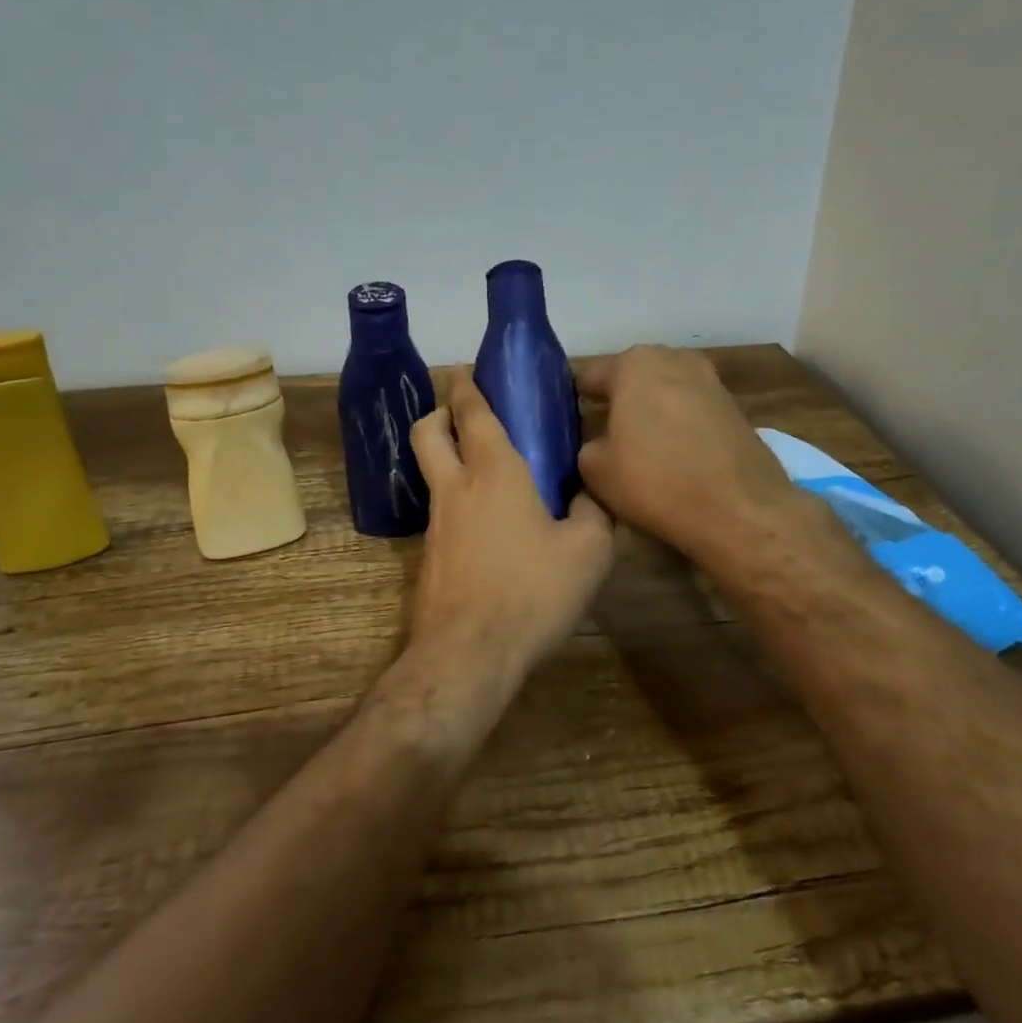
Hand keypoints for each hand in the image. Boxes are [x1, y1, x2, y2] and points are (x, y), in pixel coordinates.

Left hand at [406, 372, 615, 674]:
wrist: (469, 654)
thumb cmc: (532, 592)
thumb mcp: (588, 552)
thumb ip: (593, 512)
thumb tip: (586, 495)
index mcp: (495, 472)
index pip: (473, 413)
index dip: (468, 385)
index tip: (467, 369)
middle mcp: (457, 487)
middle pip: (428, 431)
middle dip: (440, 411)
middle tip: (465, 412)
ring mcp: (436, 523)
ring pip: (431, 470)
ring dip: (446, 455)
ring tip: (487, 467)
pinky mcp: (430, 555)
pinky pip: (441, 509)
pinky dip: (456, 497)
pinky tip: (488, 522)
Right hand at [576, 345, 805, 571]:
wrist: (741, 510)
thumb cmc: (656, 481)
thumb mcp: (595, 470)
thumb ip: (586, 446)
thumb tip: (596, 444)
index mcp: (633, 363)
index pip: (589, 376)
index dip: (572, 402)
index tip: (566, 427)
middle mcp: (673, 359)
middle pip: (630, 379)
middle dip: (616, 403)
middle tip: (601, 438)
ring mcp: (709, 379)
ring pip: (663, 393)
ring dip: (649, 413)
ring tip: (638, 450)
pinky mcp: (734, 406)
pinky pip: (691, 410)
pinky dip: (678, 426)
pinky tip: (673, 457)